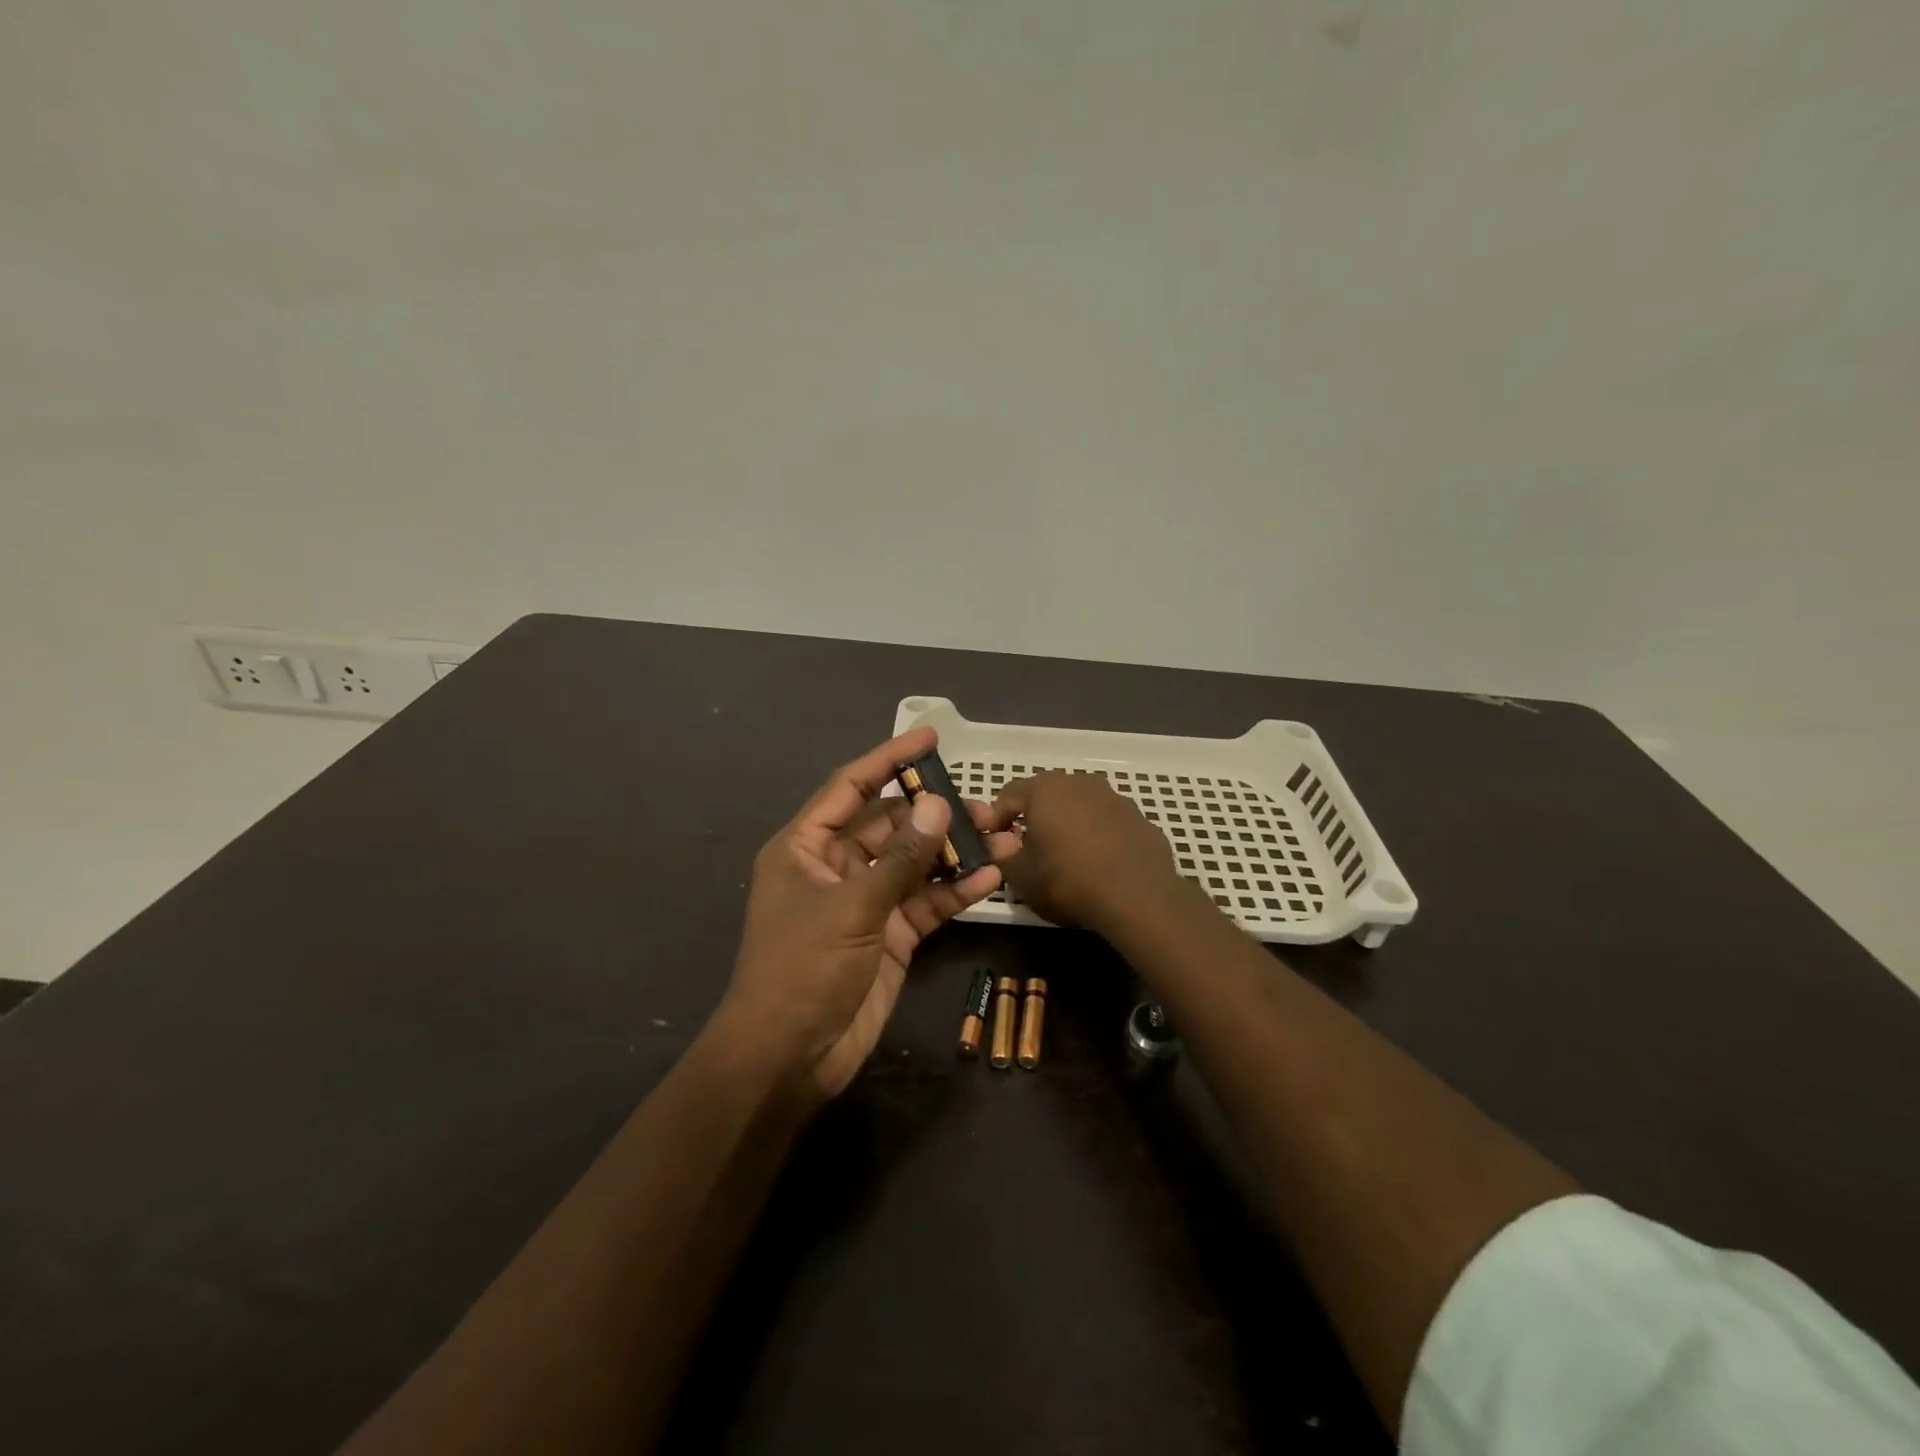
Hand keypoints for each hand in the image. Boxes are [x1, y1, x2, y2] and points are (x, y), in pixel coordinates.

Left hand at [722, 728, 1020, 1100]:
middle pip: (892, 826)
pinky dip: (955, 890)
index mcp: (807, 847)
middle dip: (937, 814)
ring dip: (956, 852)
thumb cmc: (803, 969)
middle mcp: (836, 867)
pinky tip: (992, 876)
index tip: (929, 738)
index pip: (851, 788)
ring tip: (1004, 836)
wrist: (790, 1058)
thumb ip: (900, 858)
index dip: (889, 760)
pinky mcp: (890, 935)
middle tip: (986, 806)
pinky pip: (926, 902)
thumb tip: (937, 805)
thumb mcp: (852, 906)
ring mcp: (866, 902)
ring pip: (916, 864)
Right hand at [990, 771, 1181, 933]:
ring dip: (1069, 825)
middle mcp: (1079, 783)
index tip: (994, 842)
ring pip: (1080, 807)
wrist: (1139, 896)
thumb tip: (1001, 845)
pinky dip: (1098, 837)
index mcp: (1045, 789)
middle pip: (1047, 796)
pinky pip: (1107, 823)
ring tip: (1066, 857)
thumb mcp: (1021, 877)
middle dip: (1035, 818)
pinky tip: (1099, 864)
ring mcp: (1114, 798)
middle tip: (1029, 849)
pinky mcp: (1139, 818)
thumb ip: (1003, 856)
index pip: (1009, 795)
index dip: (996, 818)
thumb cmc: (1068, 881)